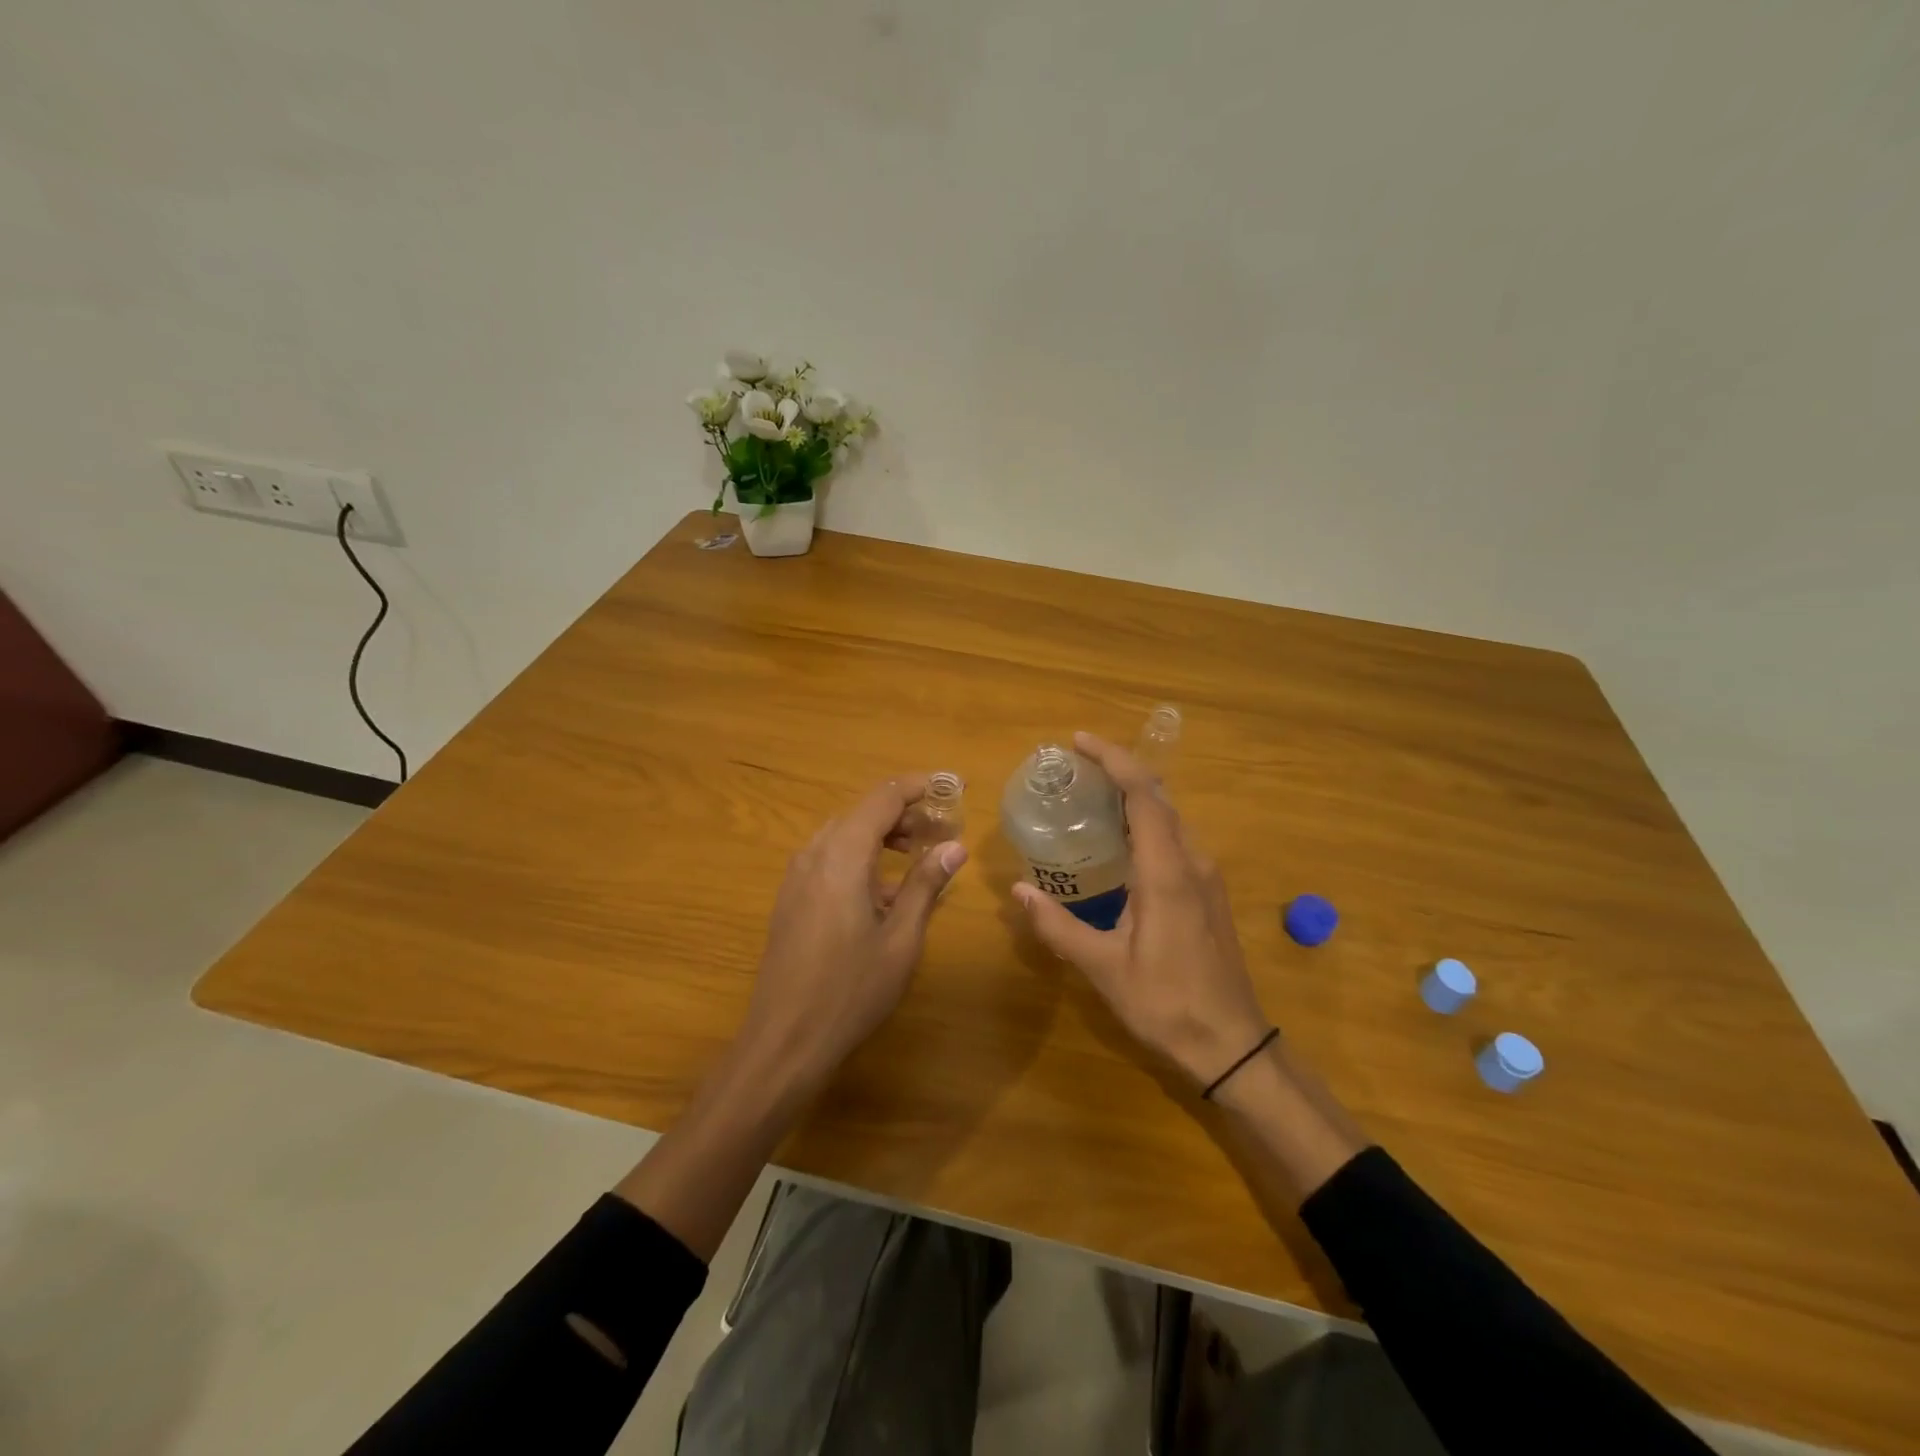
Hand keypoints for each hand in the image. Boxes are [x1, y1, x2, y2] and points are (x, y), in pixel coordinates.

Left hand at [736, 776, 967, 1095]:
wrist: (784, 1041)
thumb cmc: (850, 990)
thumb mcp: (900, 939)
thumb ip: (926, 885)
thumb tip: (956, 847)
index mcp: (842, 855)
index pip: (883, 797)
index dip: (920, 786)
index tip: (955, 787)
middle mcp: (814, 854)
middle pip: (862, 812)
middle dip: (905, 813)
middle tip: (943, 831)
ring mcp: (796, 877)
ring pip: (844, 835)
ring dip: (882, 835)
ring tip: (917, 856)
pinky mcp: (790, 899)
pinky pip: (829, 859)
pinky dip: (860, 857)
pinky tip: (882, 892)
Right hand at [1013, 732, 1269, 1090]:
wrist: (1233, 1044)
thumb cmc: (1167, 1004)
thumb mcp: (1103, 968)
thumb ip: (1058, 926)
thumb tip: (1017, 891)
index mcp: (1166, 872)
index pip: (1143, 794)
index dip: (1113, 759)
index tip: (1078, 742)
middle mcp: (1192, 862)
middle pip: (1158, 797)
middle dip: (1119, 771)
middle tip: (1075, 769)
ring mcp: (1206, 877)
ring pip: (1170, 818)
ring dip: (1134, 797)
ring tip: (1091, 797)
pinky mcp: (1209, 893)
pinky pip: (1176, 839)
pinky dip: (1146, 823)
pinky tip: (1120, 843)